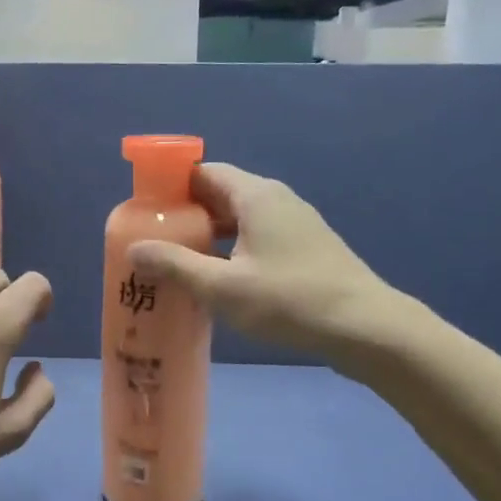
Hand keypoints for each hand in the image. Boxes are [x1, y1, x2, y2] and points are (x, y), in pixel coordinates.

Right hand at [129, 163, 416, 363]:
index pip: (204, 172)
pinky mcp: (304, 248)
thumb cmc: (290, 300)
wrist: (366, 328)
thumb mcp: (223, 287)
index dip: (171, 186)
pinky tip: (218, 279)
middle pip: (220, 194)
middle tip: (154, 241)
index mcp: (256, 195)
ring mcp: (295, 224)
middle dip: (185, 214)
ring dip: (208, 235)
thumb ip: (176, 265)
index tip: (144, 210)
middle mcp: (276, 200)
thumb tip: (134, 248)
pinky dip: (231, 249)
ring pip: (239, 219)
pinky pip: (256, 237)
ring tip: (177, 262)